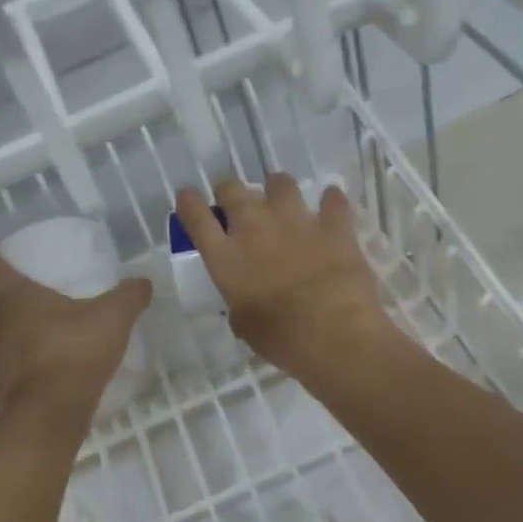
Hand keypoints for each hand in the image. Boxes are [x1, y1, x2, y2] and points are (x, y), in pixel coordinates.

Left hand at [0, 256, 151, 422]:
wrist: (50, 417)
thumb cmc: (74, 353)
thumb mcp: (114, 318)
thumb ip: (129, 296)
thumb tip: (143, 282)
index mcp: (15, 299)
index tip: (3, 264)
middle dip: (8, 313)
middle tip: (35, 315)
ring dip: (9, 346)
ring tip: (38, 350)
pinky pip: (4, 378)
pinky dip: (17, 378)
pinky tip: (40, 381)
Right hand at [174, 174, 391, 378]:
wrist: (334, 335)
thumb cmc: (280, 339)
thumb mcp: (243, 323)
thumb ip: (239, 299)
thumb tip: (245, 295)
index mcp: (225, 255)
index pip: (195, 216)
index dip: (189, 202)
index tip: (188, 197)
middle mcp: (255, 227)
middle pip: (232, 190)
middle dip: (229, 191)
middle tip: (234, 201)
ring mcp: (295, 220)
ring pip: (280, 183)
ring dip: (277, 188)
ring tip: (280, 196)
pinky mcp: (333, 225)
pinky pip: (332, 201)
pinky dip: (331, 202)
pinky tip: (332, 205)